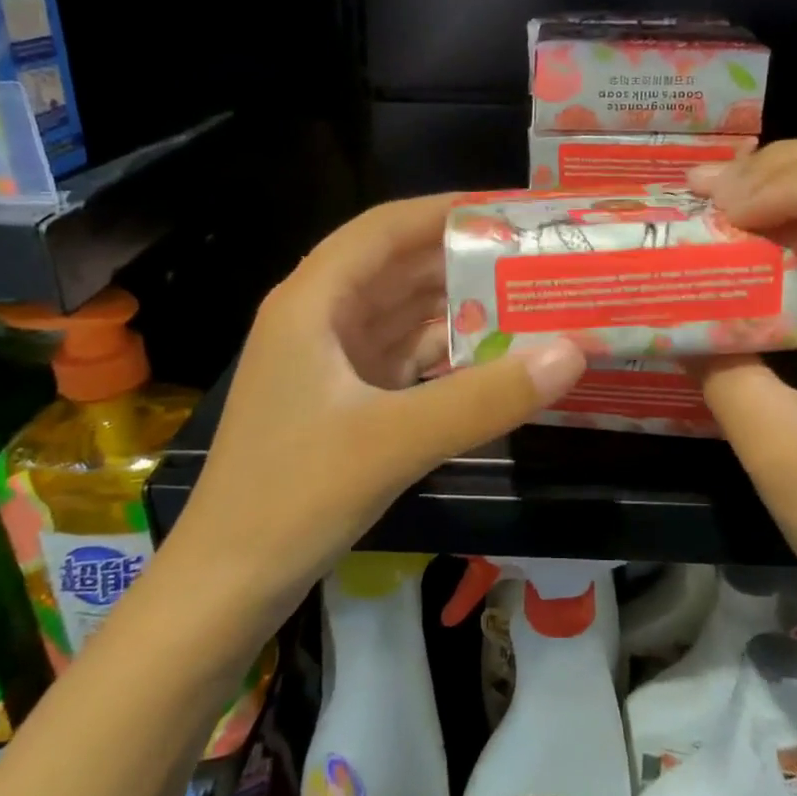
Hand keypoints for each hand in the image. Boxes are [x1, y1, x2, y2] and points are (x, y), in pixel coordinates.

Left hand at [171, 194, 586, 604]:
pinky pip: (403, 358)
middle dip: (464, 261)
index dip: (447, 210)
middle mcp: (318, 318)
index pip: (386, 228)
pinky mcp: (341, 400)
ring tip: (529, 301)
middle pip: (399, 268)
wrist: (224, 587)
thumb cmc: (292, 498)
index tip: (512, 208)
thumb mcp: (394, 441)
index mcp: (313, 301)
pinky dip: (445, 354)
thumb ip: (485, 397)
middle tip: (537, 257)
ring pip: (403, 315)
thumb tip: (572, 352)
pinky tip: (493, 359)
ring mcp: (328, 361)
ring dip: (458, 309)